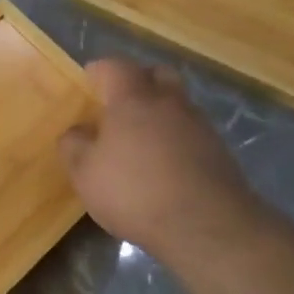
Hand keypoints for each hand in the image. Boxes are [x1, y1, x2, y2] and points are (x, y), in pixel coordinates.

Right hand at [59, 58, 262, 256]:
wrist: (206, 226)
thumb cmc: (134, 191)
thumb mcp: (85, 173)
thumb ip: (74, 146)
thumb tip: (76, 131)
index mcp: (133, 99)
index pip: (116, 67)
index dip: (100, 70)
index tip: (89, 79)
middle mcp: (169, 103)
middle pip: (157, 74)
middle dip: (138, 80)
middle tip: (119, 100)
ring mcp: (199, 126)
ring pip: (177, 103)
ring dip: (160, 111)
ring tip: (141, 137)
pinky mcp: (219, 152)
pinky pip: (191, 132)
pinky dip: (175, 138)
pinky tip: (164, 163)